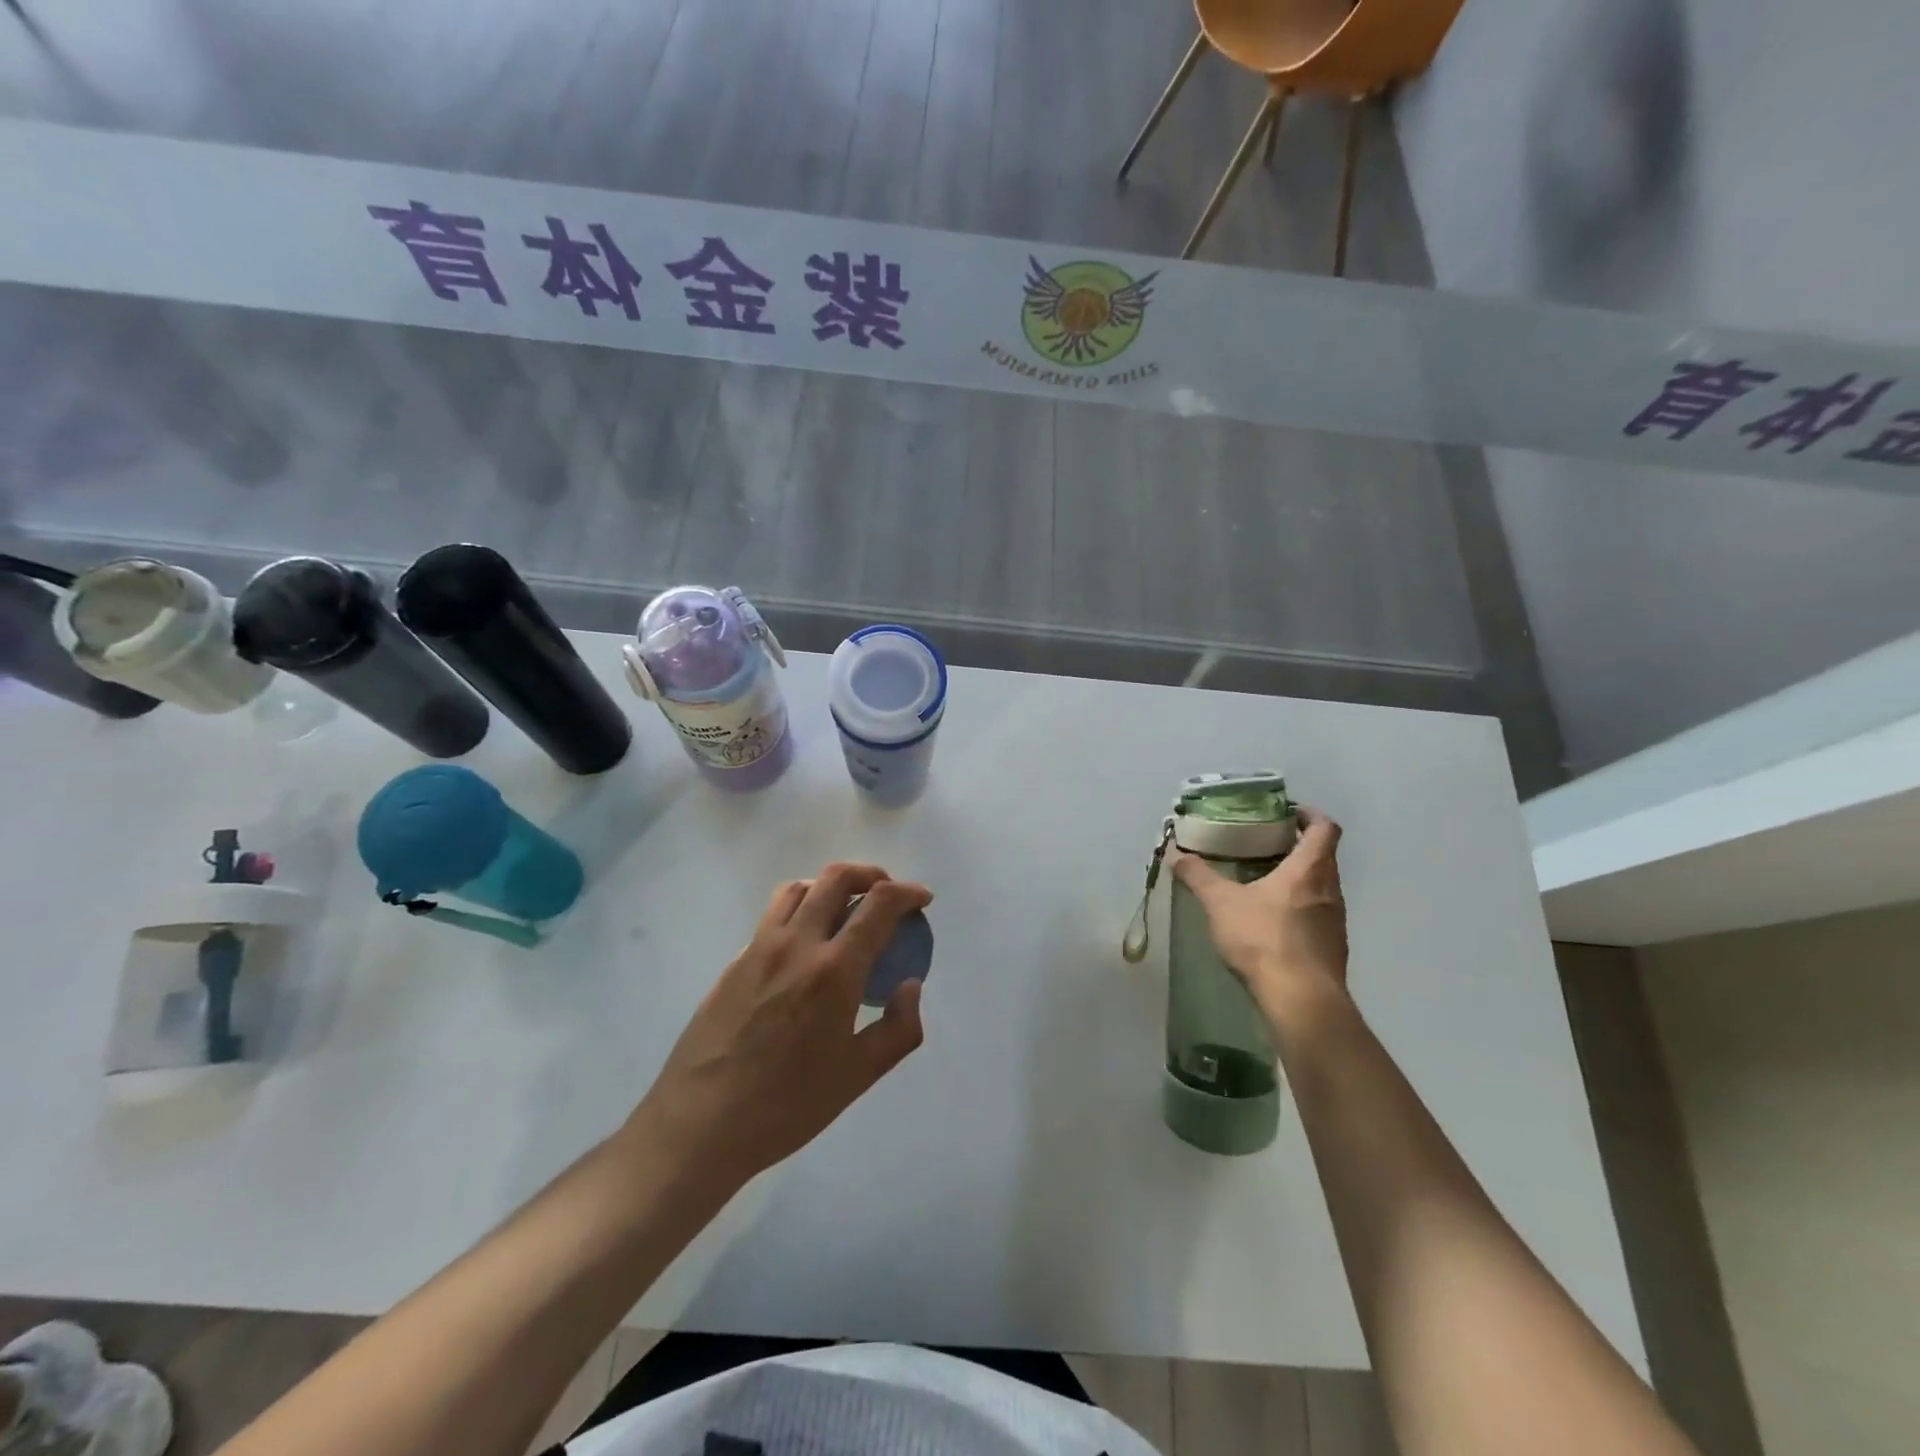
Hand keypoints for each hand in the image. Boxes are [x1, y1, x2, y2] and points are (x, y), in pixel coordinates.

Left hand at [630, 863, 930, 1188]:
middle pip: (836, 878)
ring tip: (846, 910)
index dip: (907, 893)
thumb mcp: (859, 1076)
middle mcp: (796, 944)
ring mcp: (759, 948)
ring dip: (830, 886)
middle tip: (887, 895)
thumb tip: (910, 985)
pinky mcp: (734, 961)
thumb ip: (898, 1027)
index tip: (922, 899)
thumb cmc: (787, 1106)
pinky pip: (773, 916)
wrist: (700, 1124)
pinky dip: (800, 911)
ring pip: (799, 888)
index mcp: (833, 969)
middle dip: (872, 875)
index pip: (878, 904)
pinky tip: (805, 947)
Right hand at [1171, 806, 1348, 1025]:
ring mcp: (1335, 922)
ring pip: (1321, 888)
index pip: (1324, 828)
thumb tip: (1176, 855)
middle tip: (1265, 846)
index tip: (1288, 813)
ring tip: (1263, 884)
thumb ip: (1198, 876)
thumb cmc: (1264, 939)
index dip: (1309, 815)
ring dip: (1299, 880)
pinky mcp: (1332, 950)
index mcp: (1310, 869)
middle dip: (1298, 847)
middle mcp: (1330, 890)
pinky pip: (1317, 917)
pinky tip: (1271, 924)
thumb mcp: (1220, 903)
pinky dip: (1299, 910)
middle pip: (1323, 857)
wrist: (1301, 1001)